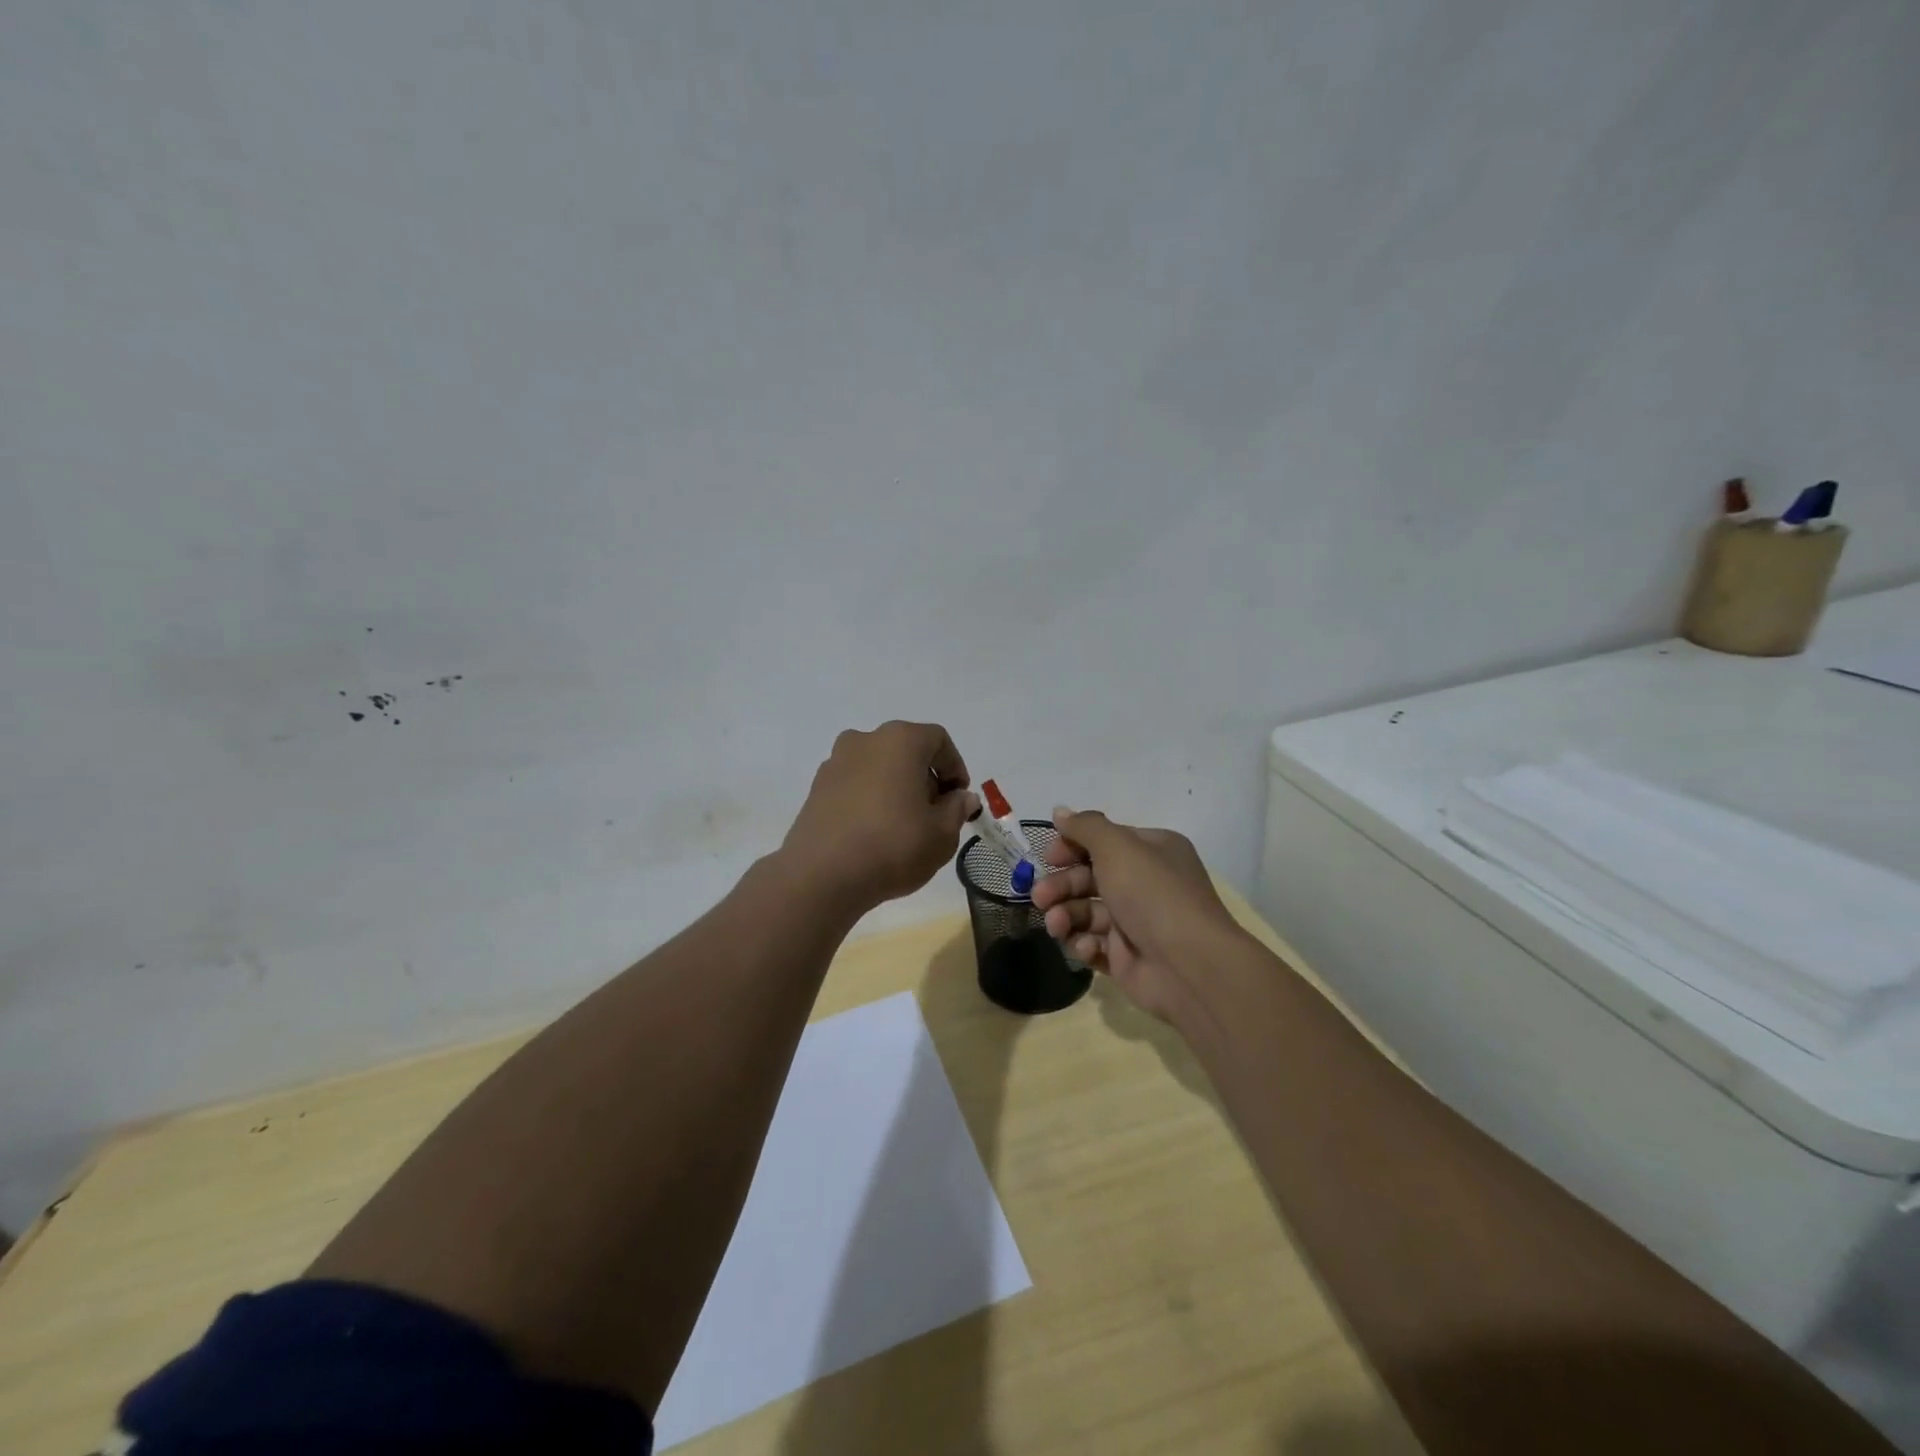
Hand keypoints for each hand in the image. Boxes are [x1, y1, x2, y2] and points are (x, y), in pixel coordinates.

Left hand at [780, 722, 977, 916]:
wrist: (822, 875)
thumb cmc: (893, 845)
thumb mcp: (942, 833)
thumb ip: (956, 809)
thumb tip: (960, 798)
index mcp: (900, 740)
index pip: (938, 740)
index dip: (955, 768)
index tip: (959, 799)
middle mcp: (865, 740)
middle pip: (906, 750)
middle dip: (925, 778)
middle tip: (935, 814)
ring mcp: (835, 762)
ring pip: (878, 767)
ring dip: (896, 788)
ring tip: (904, 826)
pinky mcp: (816, 788)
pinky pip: (854, 785)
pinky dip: (870, 799)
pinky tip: (874, 832)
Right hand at [1030, 808, 1245, 1023]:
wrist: (1188, 966)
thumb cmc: (1152, 894)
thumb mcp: (1118, 847)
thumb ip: (1085, 827)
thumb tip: (1060, 812)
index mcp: (1151, 851)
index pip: (1104, 841)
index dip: (1072, 846)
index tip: (1049, 857)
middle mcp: (1144, 883)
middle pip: (1089, 877)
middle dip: (1061, 885)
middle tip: (1040, 896)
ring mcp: (1135, 922)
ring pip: (1086, 912)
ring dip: (1066, 915)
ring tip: (1057, 926)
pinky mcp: (1126, 957)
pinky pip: (1093, 944)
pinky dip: (1083, 944)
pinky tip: (1086, 948)